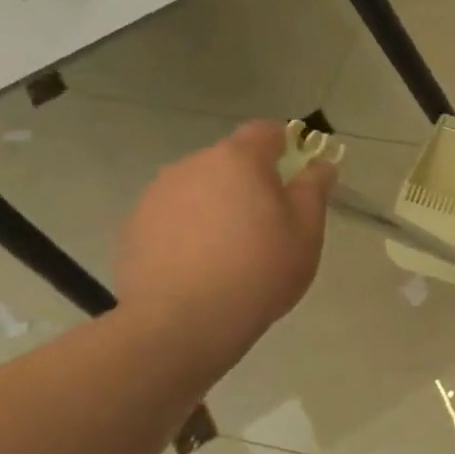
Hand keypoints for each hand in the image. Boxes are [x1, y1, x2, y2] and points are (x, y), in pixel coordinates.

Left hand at [116, 121, 335, 372]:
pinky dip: (189, 231)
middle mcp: (192, 165)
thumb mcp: (307, 231)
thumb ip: (314, 189)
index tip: (297, 172)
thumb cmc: (260, 269)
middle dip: (250, 182)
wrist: (183, 322)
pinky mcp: (134, 228)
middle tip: (269, 224)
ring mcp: (157, 195)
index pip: (266, 131)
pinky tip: (201, 266)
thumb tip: (320, 164)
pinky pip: (173, 218)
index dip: (286, 145)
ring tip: (231, 251)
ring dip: (217, 206)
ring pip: (199, 189)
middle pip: (230, 161)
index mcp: (238, 159)